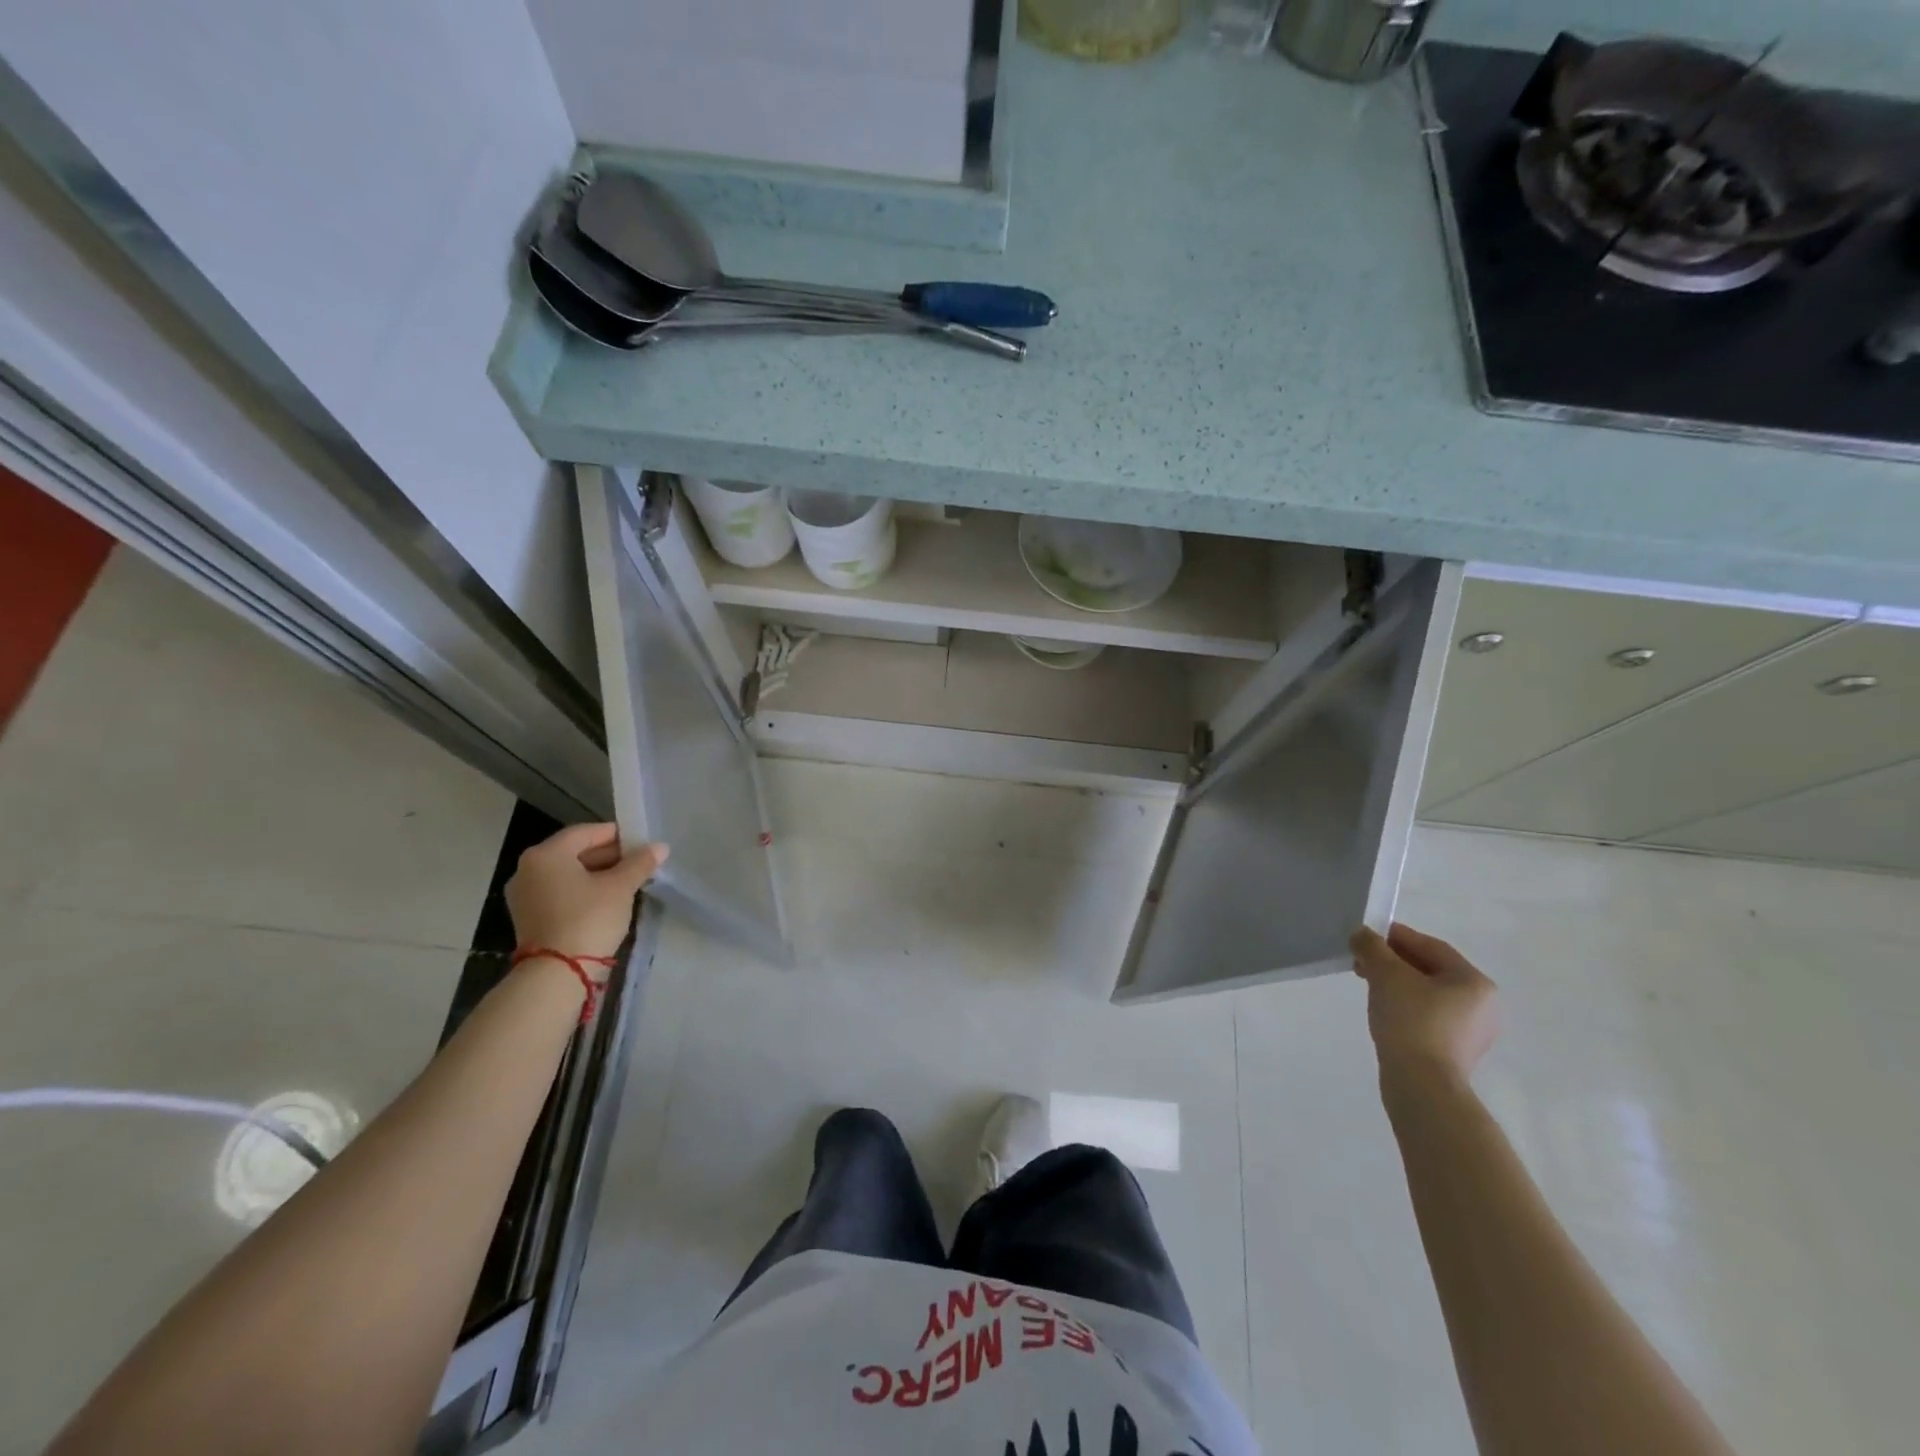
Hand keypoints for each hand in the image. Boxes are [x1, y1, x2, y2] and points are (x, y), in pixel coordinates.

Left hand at [505, 823, 667, 962]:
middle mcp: (528, 869)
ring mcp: (524, 895)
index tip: (641, 843)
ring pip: (568, 874)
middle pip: (574, 852)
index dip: (617, 834)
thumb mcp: (620, 887)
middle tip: (639, 863)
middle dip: (609, 856)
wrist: (557, 974)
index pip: (586, 832)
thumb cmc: (589, 919)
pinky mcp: (528, 917)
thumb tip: (660, 847)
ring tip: (628, 882)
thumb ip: (640, 863)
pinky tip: (607, 900)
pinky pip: (560, 892)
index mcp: (546, 854)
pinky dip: (582, 891)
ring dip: (597, 874)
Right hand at [1351, 922, 1497, 1086]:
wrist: (1421, 1085)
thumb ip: (1372, 947)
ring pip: (1426, 993)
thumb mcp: (1386, 974)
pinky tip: (1383, 1009)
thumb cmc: (1411, 1021)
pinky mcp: (1455, 1051)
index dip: (1395, 936)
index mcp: (1474, 982)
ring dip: (1395, 983)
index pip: (1430, 946)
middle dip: (1392, 961)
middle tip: (1361, 961)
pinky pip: (1427, 1015)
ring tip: (1367, 984)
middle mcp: (1481, 1005)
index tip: (1365, 936)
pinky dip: (1404, 1005)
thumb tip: (1361, 934)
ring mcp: (1471, 1031)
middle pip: (1429, 969)